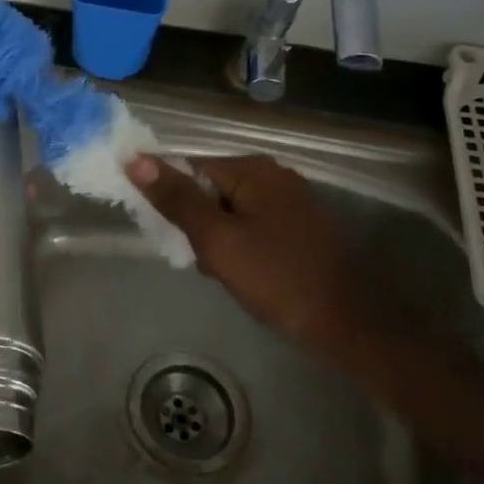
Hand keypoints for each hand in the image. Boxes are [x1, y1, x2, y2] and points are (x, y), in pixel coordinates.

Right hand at [127, 154, 363, 350]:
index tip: (174, 237)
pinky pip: (252, 226)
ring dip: (218, 240)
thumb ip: (176, 199)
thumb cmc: (276, 277)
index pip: (190, 170)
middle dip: (199, 225)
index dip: (174, 202)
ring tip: (226, 272)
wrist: (348, 323)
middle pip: (210, 190)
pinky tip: (246, 274)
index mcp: (253, 169)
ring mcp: (291, 201)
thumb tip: (135, 159)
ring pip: (229, 212)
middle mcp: (274, 175)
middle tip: (205, 260)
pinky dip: (241, 246)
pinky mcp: (300, 226)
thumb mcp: (216, 239)